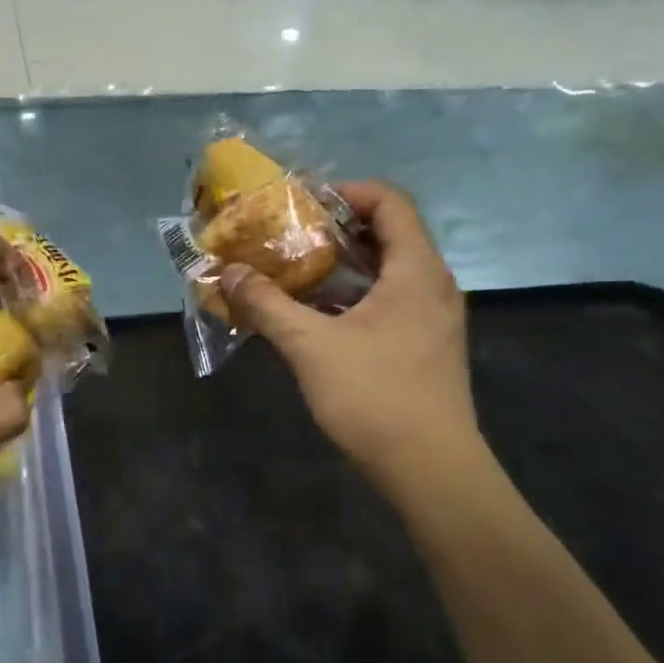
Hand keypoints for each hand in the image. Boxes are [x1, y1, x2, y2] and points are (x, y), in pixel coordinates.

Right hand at [220, 181, 481, 488]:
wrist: (431, 470)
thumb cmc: (375, 397)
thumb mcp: (310, 347)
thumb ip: (267, 305)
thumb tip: (228, 273)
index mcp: (416, 270)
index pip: (390, 202)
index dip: (347, 192)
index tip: (303, 204)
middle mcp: (433, 284)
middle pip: (390, 233)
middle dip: (338, 229)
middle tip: (290, 236)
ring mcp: (434, 317)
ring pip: (390, 270)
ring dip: (345, 264)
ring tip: (297, 271)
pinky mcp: (428, 345)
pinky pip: (393, 299)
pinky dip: (357, 294)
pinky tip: (320, 315)